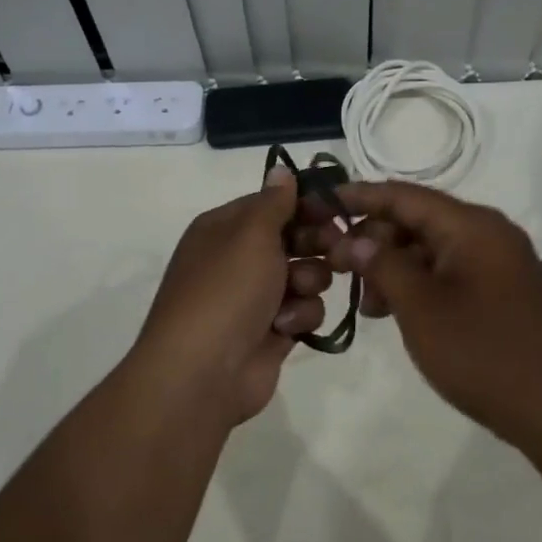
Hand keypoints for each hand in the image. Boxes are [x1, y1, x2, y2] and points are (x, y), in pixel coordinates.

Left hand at [128, 167, 333, 424]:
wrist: (203, 372)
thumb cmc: (226, 290)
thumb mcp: (250, 234)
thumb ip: (274, 202)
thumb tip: (281, 169)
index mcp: (225, 228)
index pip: (273, 203)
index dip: (306, 204)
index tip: (337, 209)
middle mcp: (239, 258)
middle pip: (294, 238)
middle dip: (316, 243)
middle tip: (337, 248)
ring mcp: (256, 297)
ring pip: (306, 274)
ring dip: (309, 281)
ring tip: (297, 292)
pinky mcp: (273, 330)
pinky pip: (304, 310)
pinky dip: (299, 316)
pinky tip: (285, 326)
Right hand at [324, 182, 541, 445]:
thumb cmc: (484, 353)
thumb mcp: (421, 308)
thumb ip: (383, 265)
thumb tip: (354, 239)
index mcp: (471, 225)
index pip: (404, 195)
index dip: (359, 197)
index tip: (319, 204)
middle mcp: (487, 233)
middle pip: (416, 220)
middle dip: (373, 240)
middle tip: (336, 269)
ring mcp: (497, 262)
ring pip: (430, 249)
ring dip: (393, 267)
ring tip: (366, 305)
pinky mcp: (499, 290)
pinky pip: (448, 272)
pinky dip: (417, 284)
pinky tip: (394, 312)